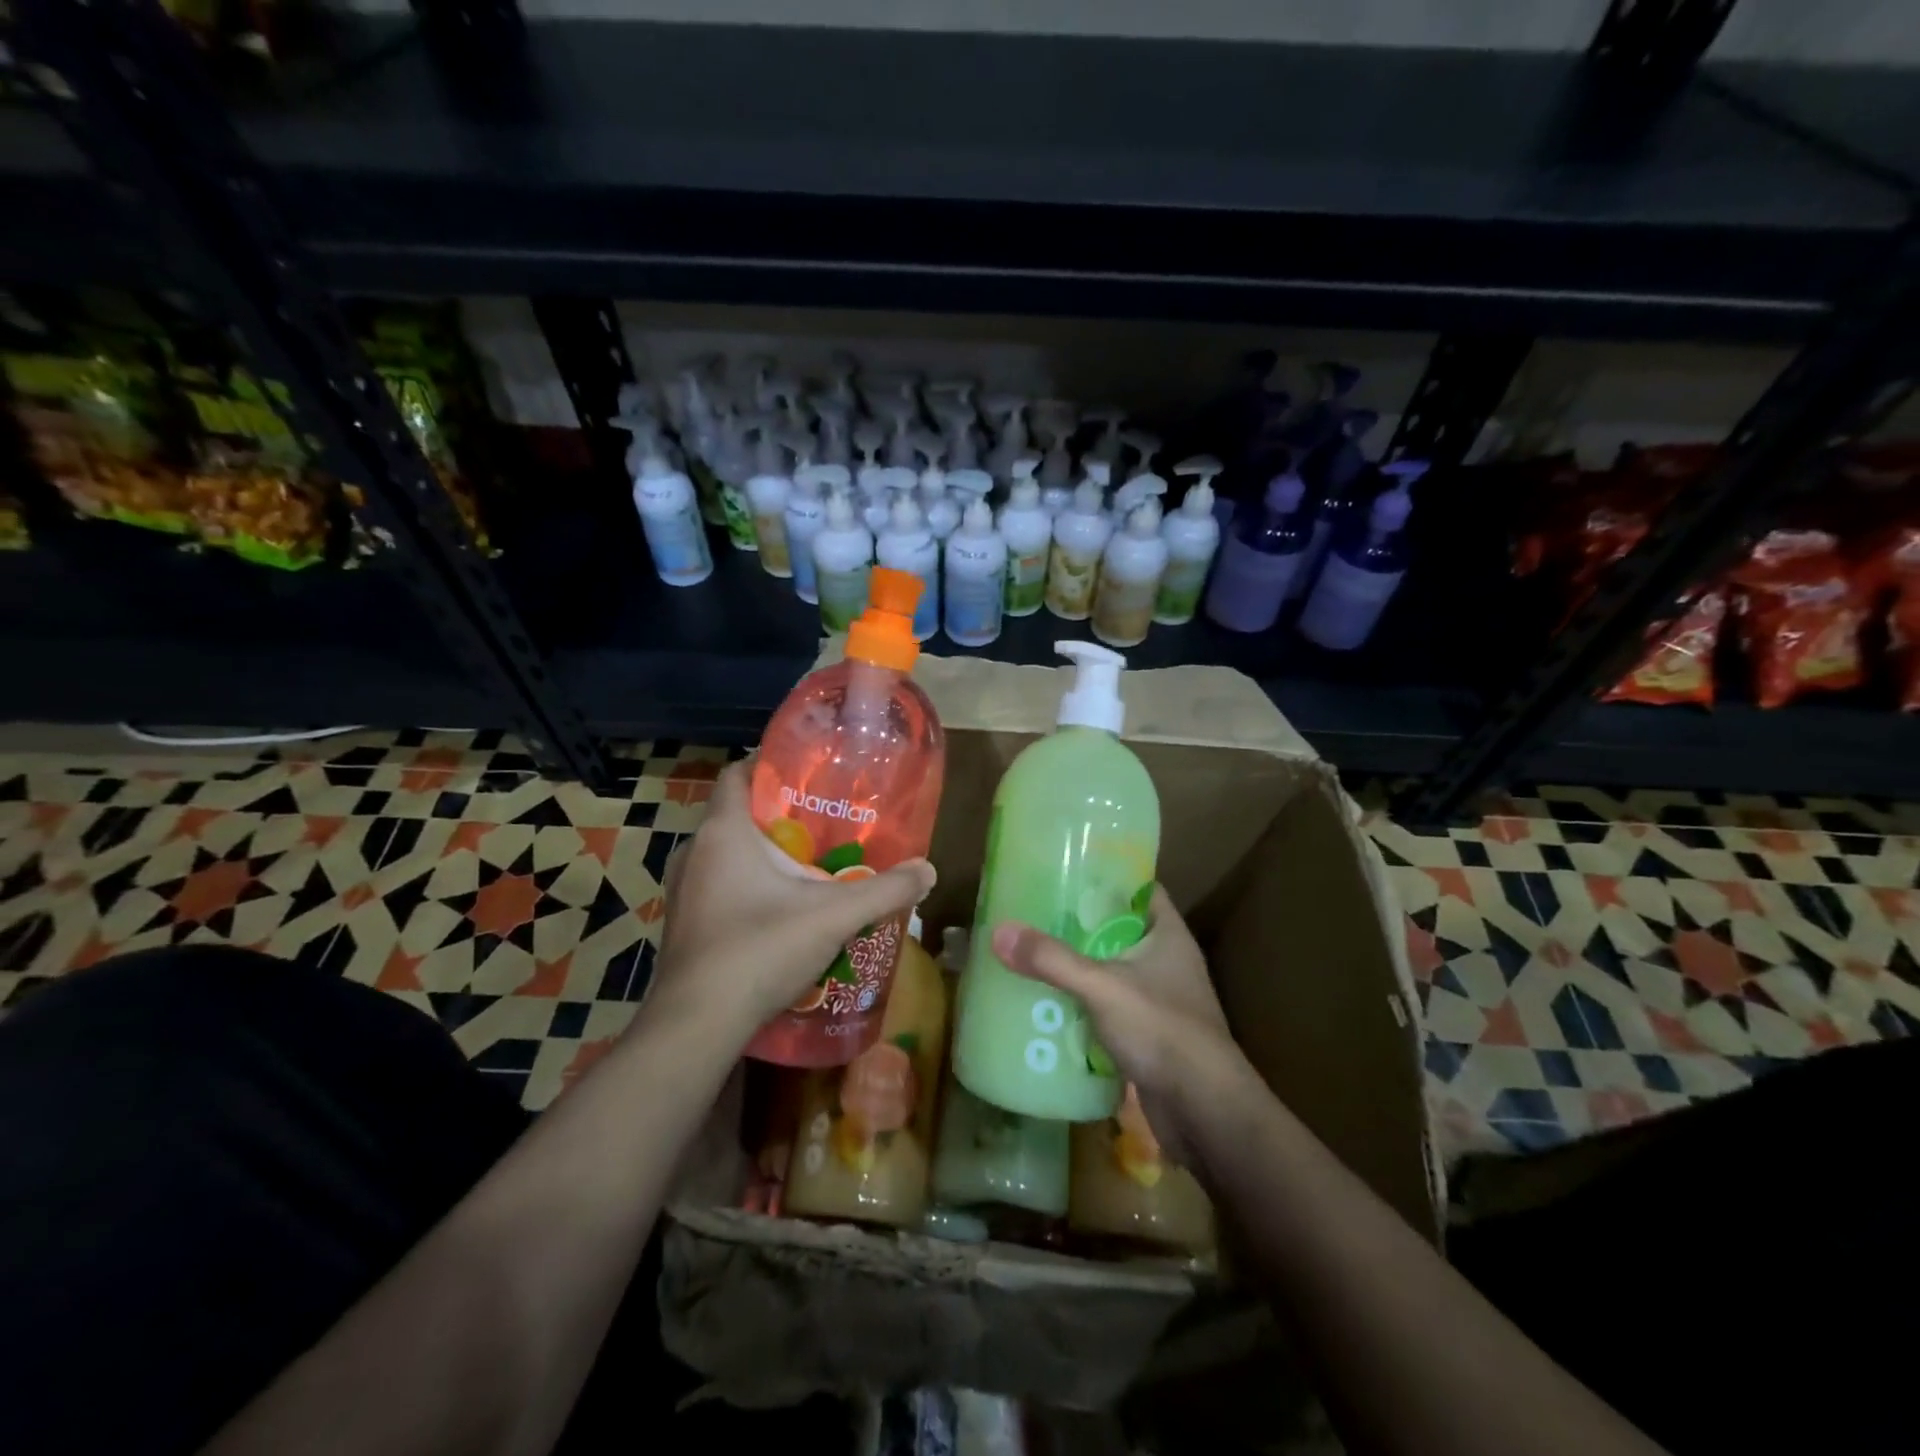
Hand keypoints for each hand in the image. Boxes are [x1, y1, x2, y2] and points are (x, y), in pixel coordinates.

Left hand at [656, 759, 935, 1043]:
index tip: (808, 770)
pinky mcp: (684, 923)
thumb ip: (885, 891)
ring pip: (726, 854)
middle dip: (779, 815)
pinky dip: (746, 885)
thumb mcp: (833, 916)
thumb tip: (929, 870)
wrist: (698, 1024)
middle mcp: (695, 852)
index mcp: (723, 833)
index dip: (769, 764)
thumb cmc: (760, 949)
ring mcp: (683, 890)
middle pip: (737, 814)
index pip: (737, 773)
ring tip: (808, 865)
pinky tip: (781, 909)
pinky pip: (717, 885)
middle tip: (823, 822)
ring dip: (762, 854)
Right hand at [990, 887, 1254, 1164]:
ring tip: (1032, 954)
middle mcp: (1167, 962)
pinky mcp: (1148, 1036)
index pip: (1140, 890)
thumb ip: (1052, 960)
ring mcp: (1159, 1000)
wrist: (1205, 1112)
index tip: (1067, 870)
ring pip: (1111, 972)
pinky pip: (1109, 1009)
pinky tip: (1048, 1005)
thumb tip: (999, 931)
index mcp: (1168, 935)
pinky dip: (1083, 1006)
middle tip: (1035, 913)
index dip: (1107, 877)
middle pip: (1118, 930)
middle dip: (1079, 925)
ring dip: (1079, 968)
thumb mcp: (1102, 986)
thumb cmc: (1163, 1030)